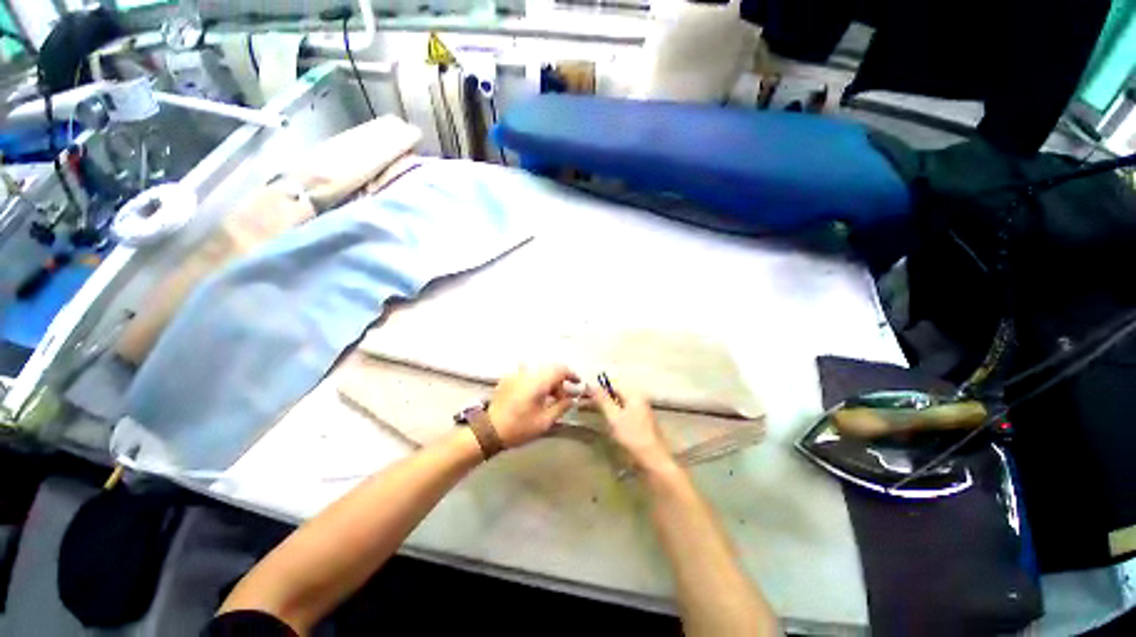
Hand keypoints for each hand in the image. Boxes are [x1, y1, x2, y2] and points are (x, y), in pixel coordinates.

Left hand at [488, 365, 579, 447]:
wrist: (489, 430)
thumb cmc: (519, 427)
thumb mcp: (544, 421)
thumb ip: (561, 407)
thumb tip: (572, 399)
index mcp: (538, 381)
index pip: (560, 370)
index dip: (571, 375)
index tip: (577, 383)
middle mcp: (528, 373)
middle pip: (550, 369)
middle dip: (559, 380)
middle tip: (563, 396)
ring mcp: (516, 374)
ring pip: (539, 371)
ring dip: (547, 380)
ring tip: (549, 397)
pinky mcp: (508, 378)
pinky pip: (527, 374)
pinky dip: (536, 381)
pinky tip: (534, 394)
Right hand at [589, 379, 672, 469]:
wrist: (654, 462)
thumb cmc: (633, 437)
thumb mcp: (614, 417)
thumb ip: (603, 399)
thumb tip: (591, 383)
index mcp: (634, 395)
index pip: (611, 385)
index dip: (595, 388)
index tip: (581, 393)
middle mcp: (638, 399)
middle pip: (614, 394)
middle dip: (597, 397)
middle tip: (579, 402)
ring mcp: (639, 412)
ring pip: (616, 404)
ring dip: (601, 406)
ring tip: (584, 410)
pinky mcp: (639, 423)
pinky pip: (621, 412)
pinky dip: (609, 413)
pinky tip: (600, 418)